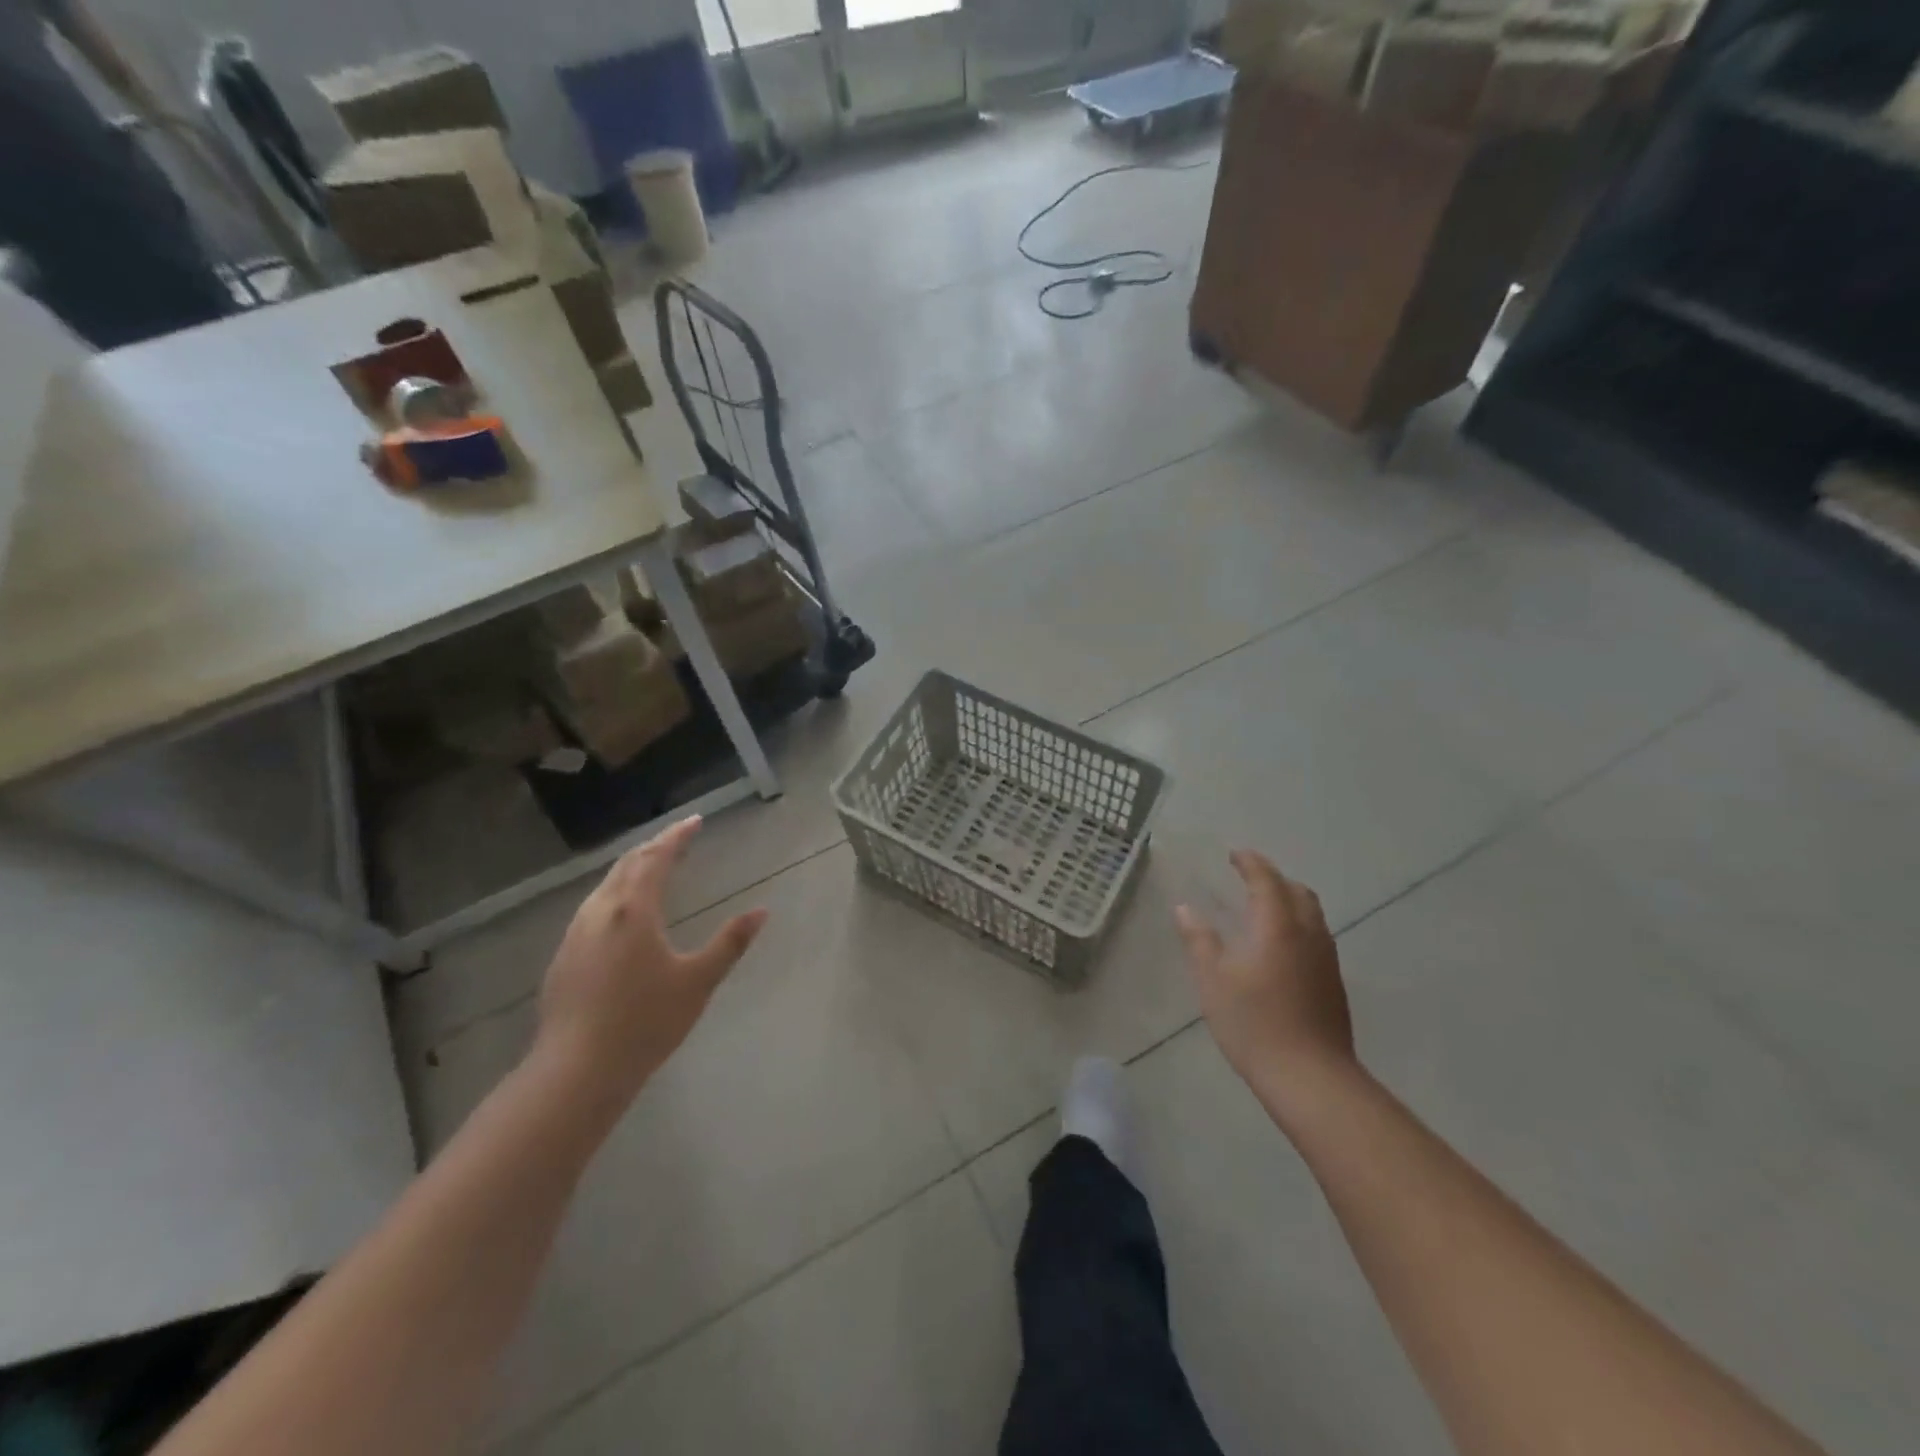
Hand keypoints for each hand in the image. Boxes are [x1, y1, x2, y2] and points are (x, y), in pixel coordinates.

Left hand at [535, 817, 766, 1110]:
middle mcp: (600, 912)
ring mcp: (576, 933)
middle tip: (678, 839)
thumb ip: (730, 943)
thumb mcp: (698, 982)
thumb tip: (762, 912)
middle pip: (627, 865)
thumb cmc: (645, 1022)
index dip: (677, 837)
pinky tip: (623, 912)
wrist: (577, 1070)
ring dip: (632, 869)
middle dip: (654, 847)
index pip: (656, 858)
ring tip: (653, 867)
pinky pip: (594, 907)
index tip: (695, 821)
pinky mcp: (564, 956)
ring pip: (606, 886)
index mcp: (634, 910)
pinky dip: (616, 892)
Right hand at [1176, 851, 1355, 1097]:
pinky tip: (1279, 946)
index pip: (1267, 880)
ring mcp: (1326, 959)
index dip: (1251, 863)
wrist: (1311, 1077)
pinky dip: (1297, 924)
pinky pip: (1316, 936)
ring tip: (1263, 908)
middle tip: (1248, 878)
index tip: (1235, 854)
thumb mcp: (1213, 979)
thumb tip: (1185, 908)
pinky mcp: (1333, 983)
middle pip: (1298, 892)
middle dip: (1274, 879)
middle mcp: (1309, 934)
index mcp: (1278, 925)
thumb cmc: (1254, 1023)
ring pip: (1312, 914)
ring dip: (1289, 901)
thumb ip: (1199, 940)